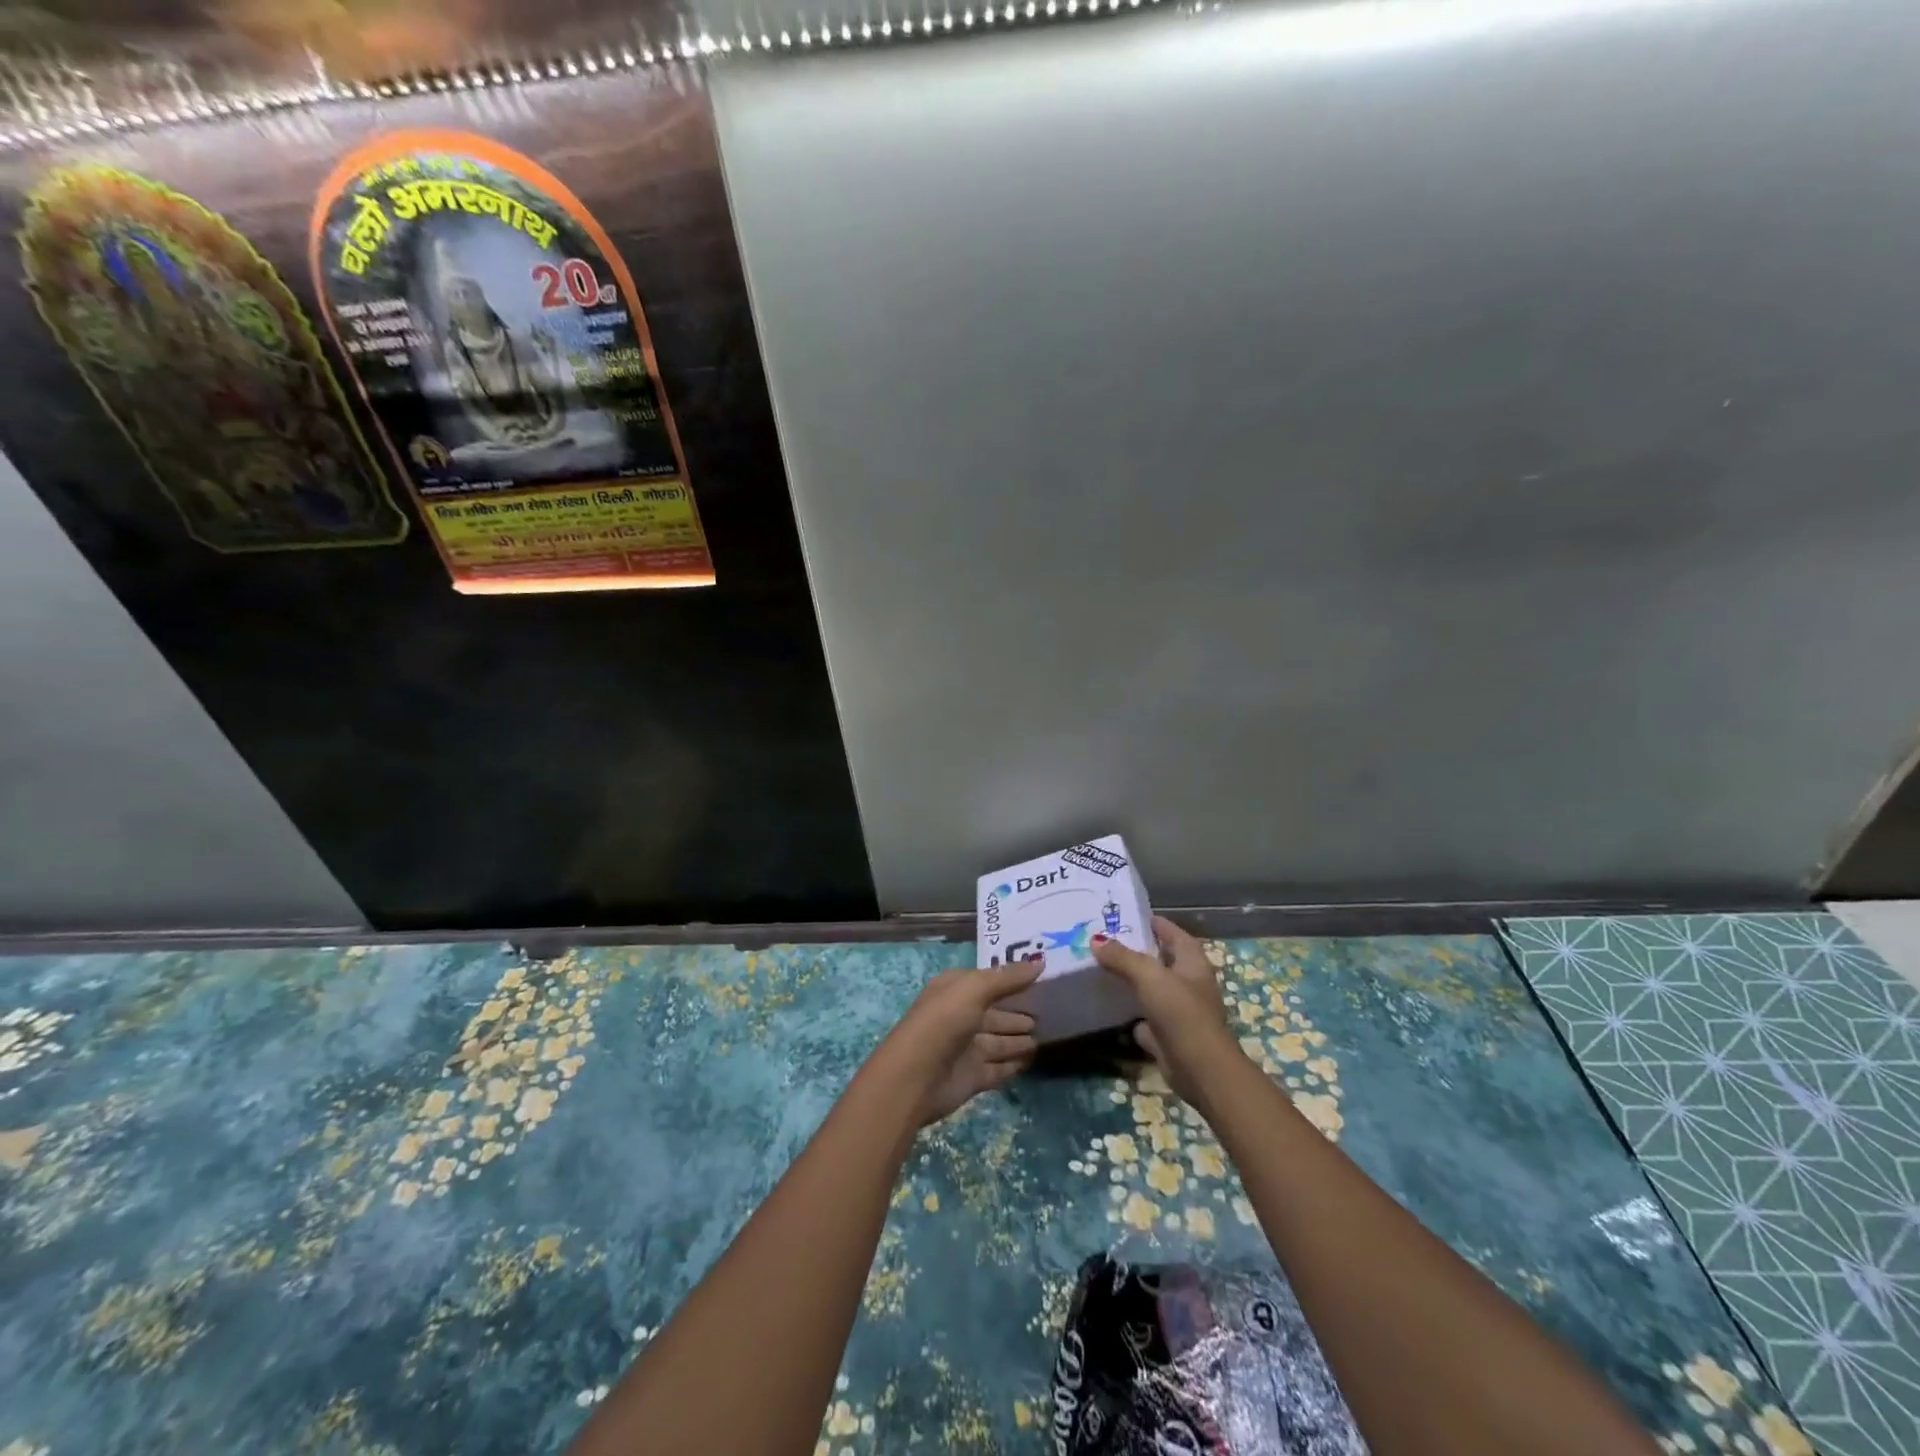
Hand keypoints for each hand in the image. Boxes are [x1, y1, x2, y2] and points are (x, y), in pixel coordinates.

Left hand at [867, 958, 1043, 1125]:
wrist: (915, 1078)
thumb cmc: (943, 1022)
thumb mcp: (974, 989)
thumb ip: (1007, 978)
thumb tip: (1040, 964)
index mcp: (955, 990)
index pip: (987, 981)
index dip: (1011, 979)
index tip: (1040, 978)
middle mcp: (960, 1016)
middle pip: (995, 1012)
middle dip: (1017, 1012)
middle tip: (1048, 1011)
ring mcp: (966, 1048)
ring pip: (998, 1040)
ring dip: (1018, 1038)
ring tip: (1045, 1034)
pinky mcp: (972, 1077)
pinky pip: (999, 1067)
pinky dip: (1014, 1063)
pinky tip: (1032, 1059)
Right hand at [1092, 916, 1241, 1109]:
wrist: (1200, 1070)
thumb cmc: (1181, 1013)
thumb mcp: (1149, 977)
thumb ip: (1123, 957)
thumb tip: (1096, 939)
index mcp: (1192, 962)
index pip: (1173, 933)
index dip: (1153, 923)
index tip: (1126, 916)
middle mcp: (1189, 983)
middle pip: (1162, 960)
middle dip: (1138, 951)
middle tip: (1106, 941)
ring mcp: (1180, 1011)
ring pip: (1153, 989)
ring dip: (1134, 981)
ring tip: (1102, 968)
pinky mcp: (1169, 1035)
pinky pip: (1146, 1017)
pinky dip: (1132, 1013)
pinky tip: (1111, 1008)